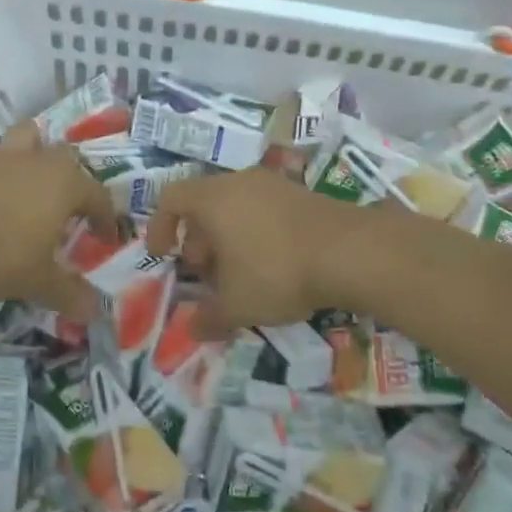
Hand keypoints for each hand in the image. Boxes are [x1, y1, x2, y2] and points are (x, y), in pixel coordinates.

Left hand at [0, 124, 117, 317]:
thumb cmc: (2, 255)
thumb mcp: (40, 281)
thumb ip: (70, 292)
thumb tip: (94, 311)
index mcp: (65, 183)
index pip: (98, 195)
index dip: (104, 217)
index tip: (103, 238)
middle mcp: (37, 159)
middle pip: (64, 156)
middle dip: (70, 177)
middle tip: (65, 207)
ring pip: (24, 139)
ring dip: (31, 156)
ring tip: (26, 184)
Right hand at [145, 169, 358, 337]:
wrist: (351, 252)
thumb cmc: (277, 272)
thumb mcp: (237, 305)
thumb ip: (208, 317)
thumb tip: (192, 329)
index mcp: (213, 199)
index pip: (170, 198)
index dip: (160, 227)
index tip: (164, 256)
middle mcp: (241, 182)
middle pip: (204, 203)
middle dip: (197, 239)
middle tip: (205, 272)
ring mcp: (275, 184)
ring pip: (237, 206)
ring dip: (228, 237)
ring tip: (239, 274)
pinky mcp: (303, 194)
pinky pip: (265, 209)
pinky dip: (256, 232)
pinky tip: (273, 265)